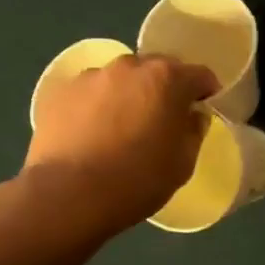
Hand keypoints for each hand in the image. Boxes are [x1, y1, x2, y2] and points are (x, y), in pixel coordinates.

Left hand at [23, 54, 218, 239]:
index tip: (203, 110)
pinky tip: (92, 134)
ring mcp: (90, 77)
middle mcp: (129, 67)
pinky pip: (89, 93)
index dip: (206, 92)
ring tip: (121, 128)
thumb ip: (194, 131)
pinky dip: (96, 106)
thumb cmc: (138, 180)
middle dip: (165, 89)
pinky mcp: (59, 93)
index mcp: (167, 79)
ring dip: (128, 95)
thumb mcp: (183, 163)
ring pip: (120, 79)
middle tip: (162, 119)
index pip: (199, 75)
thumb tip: (193, 115)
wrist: (67, 196)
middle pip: (157, 70)